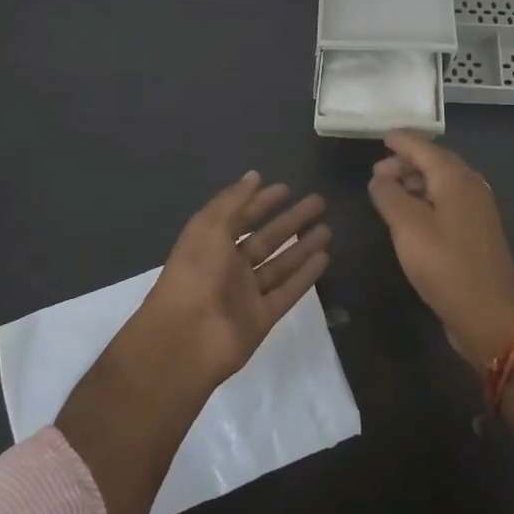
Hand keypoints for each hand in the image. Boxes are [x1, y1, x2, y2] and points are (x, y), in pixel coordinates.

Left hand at [141, 172, 332, 386]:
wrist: (185, 338)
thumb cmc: (195, 273)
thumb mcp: (209, 226)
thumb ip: (233, 200)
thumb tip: (254, 175)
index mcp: (211, 244)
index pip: (242, 217)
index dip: (262, 202)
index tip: (287, 188)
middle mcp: (229, 267)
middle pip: (266, 239)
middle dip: (291, 220)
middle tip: (319, 202)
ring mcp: (246, 294)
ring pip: (280, 265)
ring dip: (303, 246)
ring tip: (328, 229)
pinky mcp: (262, 318)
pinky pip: (287, 292)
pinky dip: (305, 276)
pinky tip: (324, 258)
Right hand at [368, 131, 513, 369]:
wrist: (487, 313)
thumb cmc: (444, 265)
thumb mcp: (406, 227)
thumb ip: (389, 195)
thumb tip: (379, 178)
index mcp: (455, 178)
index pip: (424, 147)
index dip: (402, 140)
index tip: (382, 136)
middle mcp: (472, 186)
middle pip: (436, 162)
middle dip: (407, 161)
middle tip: (378, 172)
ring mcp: (479, 209)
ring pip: (444, 182)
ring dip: (417, 181)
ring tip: (391, 192)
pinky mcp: (479, 231)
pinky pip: (450, 201)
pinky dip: (428, 199)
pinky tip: (413, 215)